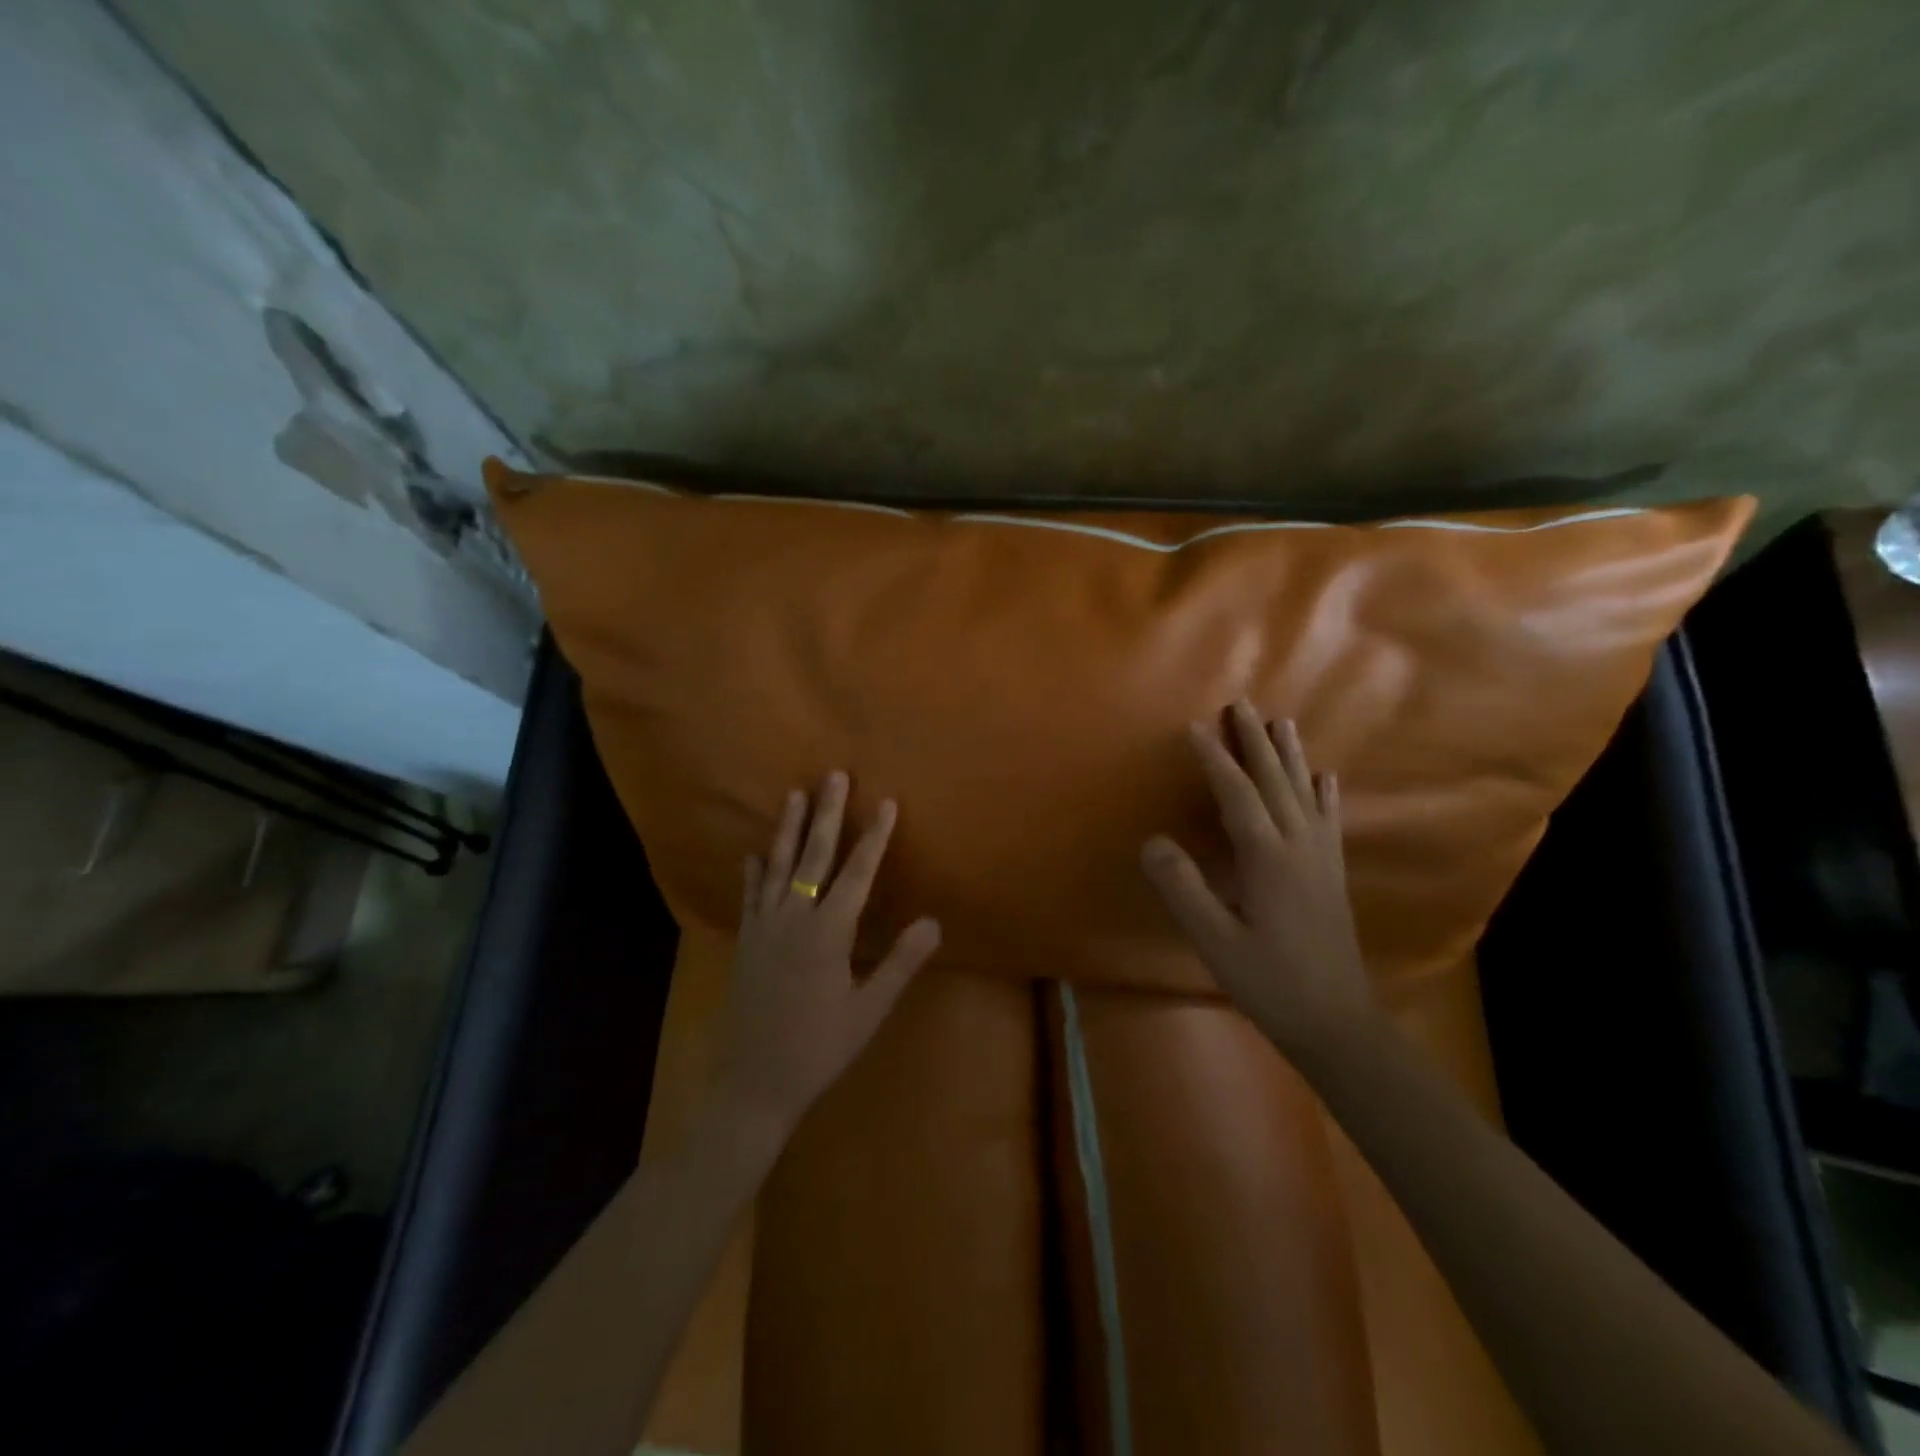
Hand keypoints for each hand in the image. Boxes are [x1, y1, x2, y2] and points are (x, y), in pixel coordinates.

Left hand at [716, 771, 941, 1144]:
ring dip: (788, 828)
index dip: (874, 837)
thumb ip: (900, 963)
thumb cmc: (819, 1048)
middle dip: (828, 813)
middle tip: (834, 775)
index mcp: (828, 933)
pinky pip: (750, 896)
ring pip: (778, 865)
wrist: (752, 1083)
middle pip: (814, 855)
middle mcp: (794, 918)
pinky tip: (753, 854)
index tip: (886, 802)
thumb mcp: (868, 1011)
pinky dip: (753, 871)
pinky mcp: (745, 941)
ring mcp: (764, 927)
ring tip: (795, 794)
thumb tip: (934, 921)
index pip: (857, 873)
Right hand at [1141, 702, 1375, 1056]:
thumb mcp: (1215, 941)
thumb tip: (1152, 841)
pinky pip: (1328, 819)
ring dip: (1290, 755)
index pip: (1237, 794)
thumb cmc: (1271, 981)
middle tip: (1242, 704)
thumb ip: (1183, 889)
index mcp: (1269, 857)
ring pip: (1305, 792)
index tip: (1195, 727)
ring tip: (1282, 722)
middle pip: (1276, 780)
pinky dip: (1324, 792)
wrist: (1338, 1022)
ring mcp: (1322, 858)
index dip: (1215, 758)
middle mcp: (1300, 846)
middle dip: (1255, 741)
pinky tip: (1326, 777)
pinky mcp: (1332, 874)